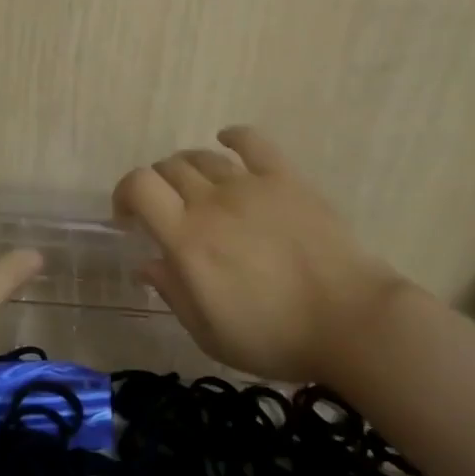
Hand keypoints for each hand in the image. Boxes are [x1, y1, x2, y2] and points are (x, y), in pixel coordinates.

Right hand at [113, 126, 400, 382]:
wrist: (350, 322)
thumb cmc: (274, 338)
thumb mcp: (209, 334)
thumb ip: (172, 293)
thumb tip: (147, 263)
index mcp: (187, 239)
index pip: (139, 186)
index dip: (125, 193)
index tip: (128, 217)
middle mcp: (212, 202)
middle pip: (168, 168)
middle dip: (156, 186)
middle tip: (166, 211)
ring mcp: (251, 186)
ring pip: (203, 157)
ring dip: (187, 169)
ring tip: (195, 189)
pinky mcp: (287, 179)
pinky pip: (253, 143)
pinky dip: (233, 137)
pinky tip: (227, 142)